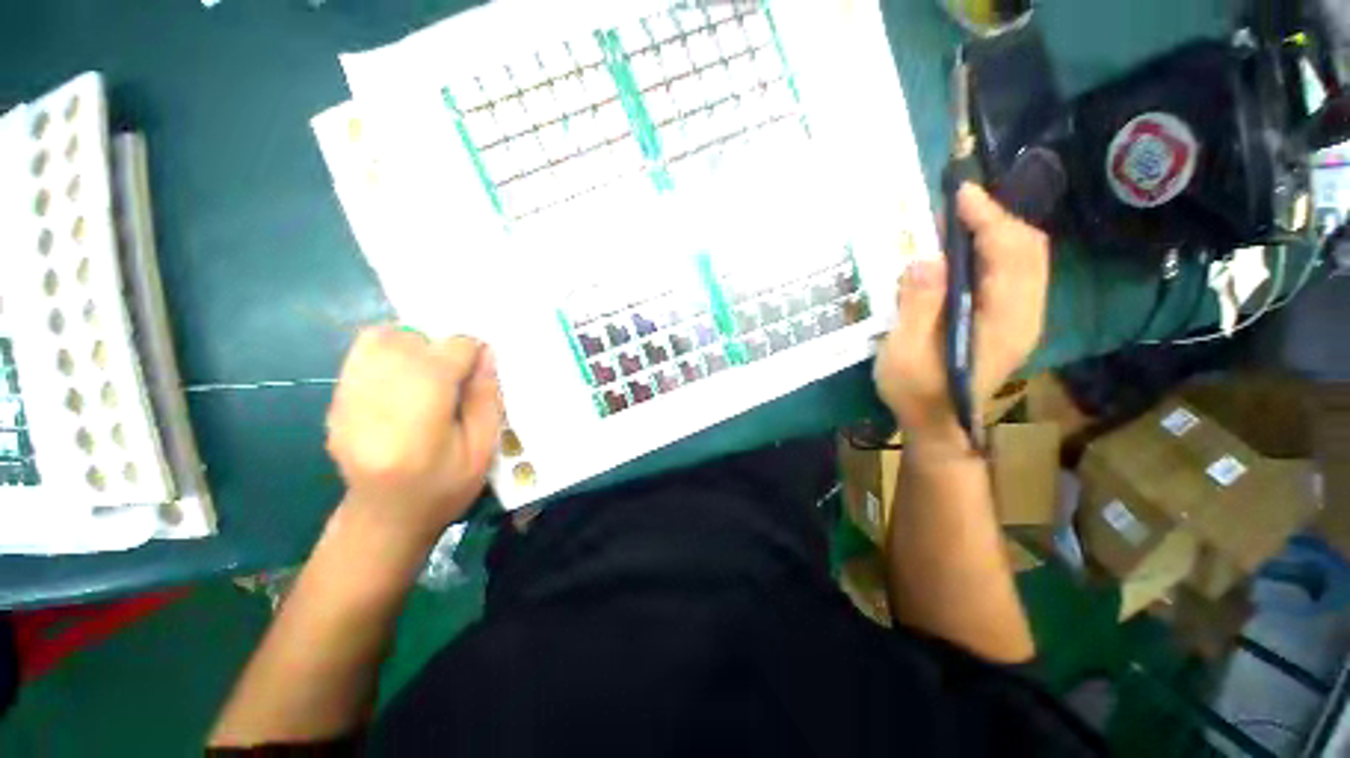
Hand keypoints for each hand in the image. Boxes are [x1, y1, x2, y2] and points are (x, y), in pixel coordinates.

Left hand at [326, 327, 501, 548]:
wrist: (383, 519)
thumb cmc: (444, 488)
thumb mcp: (482, 450)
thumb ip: (486, 399)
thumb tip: (486, 353)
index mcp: (419, 425)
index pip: (445, 357)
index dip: (471, 352)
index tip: (481, 367)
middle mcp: (374, 406)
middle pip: (408, 340)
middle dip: (440, 345)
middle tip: (455, 372)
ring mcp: (346, 402)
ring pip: (379, 339)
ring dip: (412, 344)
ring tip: (429, 371)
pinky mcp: (335, 401)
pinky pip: (362, 355)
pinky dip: (390, 354)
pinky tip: (405, 381)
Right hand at [873, 183, 1049, 451]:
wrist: (939, 426)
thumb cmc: (917, 393)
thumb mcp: (904, 352)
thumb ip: (917, 306)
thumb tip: (926, 258)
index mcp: (1004, 321)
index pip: (1009, 253)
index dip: (987, 218)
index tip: (960, 194)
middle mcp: (1026, 315)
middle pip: (1029, 249)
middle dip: (997, 218)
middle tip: (956, 206)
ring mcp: (1022, 319)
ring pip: (1026, 259)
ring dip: (997, 232)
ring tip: (960, 223)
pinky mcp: (1011, 323)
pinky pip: (1015, 274)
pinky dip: (995, 252)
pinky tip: (966, 253)